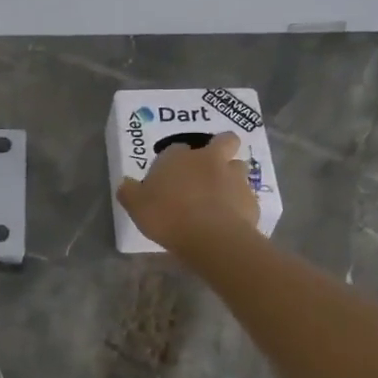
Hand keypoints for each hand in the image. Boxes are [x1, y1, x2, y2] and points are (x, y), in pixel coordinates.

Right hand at [117, 131, 260, 254]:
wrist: (211, 237)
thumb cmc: (168, 216)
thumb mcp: (137, 207)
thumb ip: (130, 192)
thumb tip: (126, 184)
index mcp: (179, 157)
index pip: (176, 149)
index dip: (175, 160)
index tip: (170, 176)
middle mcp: (210, 160)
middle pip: (224, 141)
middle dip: (221, 147)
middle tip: (211, 166)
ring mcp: (235, 178)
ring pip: (239, 166)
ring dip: (232, 176)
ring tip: (222, 196)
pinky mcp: (251, 200)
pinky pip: (246, 197)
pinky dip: (239, 205)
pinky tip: (230, 221)